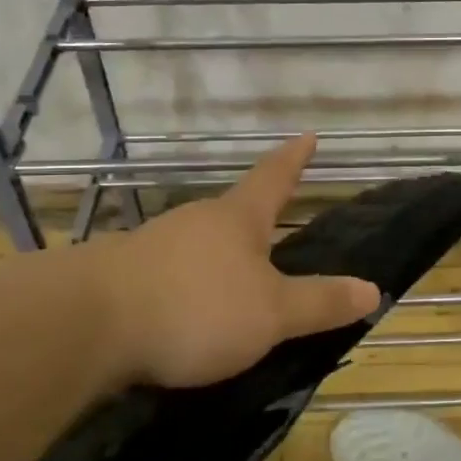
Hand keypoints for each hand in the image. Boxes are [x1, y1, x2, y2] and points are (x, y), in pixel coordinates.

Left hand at [95, 135, 381, 387]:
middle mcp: (195, 222)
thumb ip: (319, 302)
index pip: (274, 177)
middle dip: (254, 223)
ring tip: (234, 289)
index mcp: (237, 219)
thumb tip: (373, 288)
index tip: (307, 135)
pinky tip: (187, 318)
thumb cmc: (195, 307)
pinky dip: (187, 291)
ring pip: (198, 246)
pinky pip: (169, 277)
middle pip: (232, 214)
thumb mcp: (271, 313)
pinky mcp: (121, 277)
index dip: (294, 158)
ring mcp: (153, 246)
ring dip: (218, 260)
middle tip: (275, 235)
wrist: (87, 325)